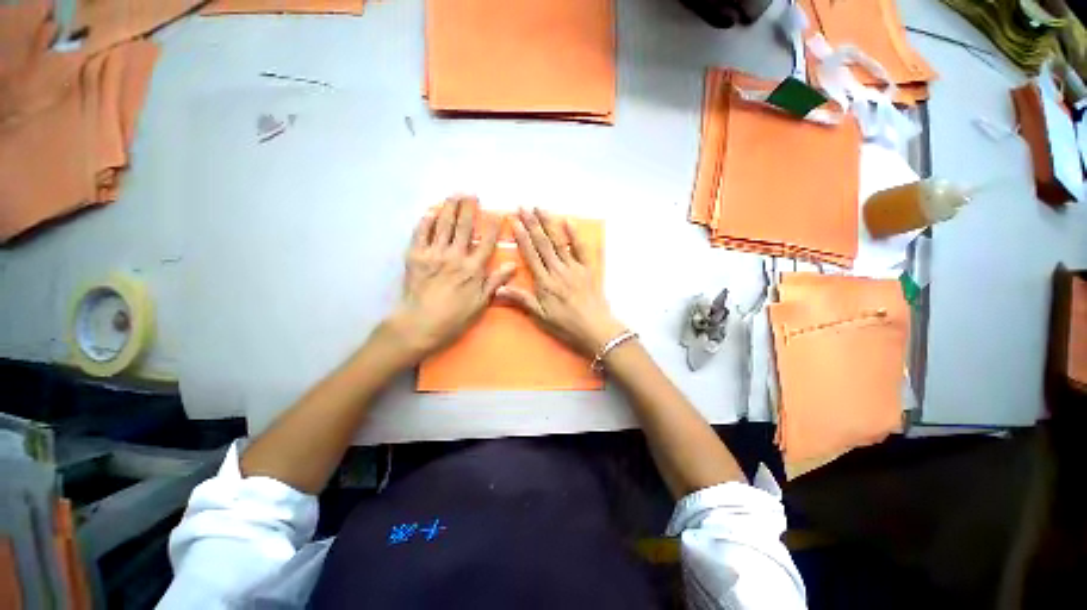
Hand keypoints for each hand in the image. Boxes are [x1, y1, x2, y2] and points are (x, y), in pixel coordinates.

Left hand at [384, 196, 513, 362]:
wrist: (420, 324)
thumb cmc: (454, 318)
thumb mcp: (481, 303)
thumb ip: (496, 282)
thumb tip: (512, 265)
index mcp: (472, 268)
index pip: (485, 242)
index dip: (492, 227)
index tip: (496, 214)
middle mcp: (455, 256)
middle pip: (463, 227)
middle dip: (468, 209)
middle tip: (471, 194)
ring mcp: (433, 254)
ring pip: (443, 225)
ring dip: (449, 208)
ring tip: (454, 195)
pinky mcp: (415, 256)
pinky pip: (420, 233)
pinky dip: (426, 221)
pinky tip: (430, 212)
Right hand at [498, 208, 626, 356]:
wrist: (595, 328)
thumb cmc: (566, 325)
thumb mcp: (540, 316)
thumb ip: (522, 300)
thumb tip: (499, 287)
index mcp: (545, 282)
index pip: (531, 254)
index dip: (522, 237)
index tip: (515, 221)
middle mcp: (558, 270)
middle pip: (543, 243)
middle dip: (532, 224)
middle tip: (523, 207)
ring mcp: (574, 267)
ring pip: (559, 242)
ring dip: (549, 224)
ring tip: (540, 208)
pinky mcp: (588, 269)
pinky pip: (581, 248)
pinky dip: (575, 234)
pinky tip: (568, 221)